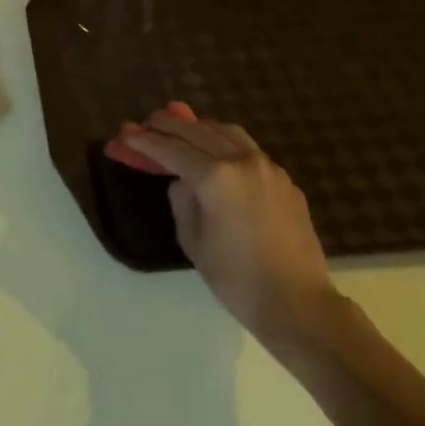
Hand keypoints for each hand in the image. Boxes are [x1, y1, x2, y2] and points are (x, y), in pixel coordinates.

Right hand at [118, 107, 334, 333]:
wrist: (297, 303)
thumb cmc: (236, 279)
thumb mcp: (193, 241)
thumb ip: (182, 201)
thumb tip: (183, 181)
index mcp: (215, 178)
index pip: (171, 150)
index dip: (146, 142)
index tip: (127, 134)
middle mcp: (242, 161)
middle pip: (198, 131)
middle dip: (169, 125)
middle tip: (148, 122)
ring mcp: (268, 167)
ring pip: (227, 132)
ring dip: (200, 127)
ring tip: (182, 128)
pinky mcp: (285, 180)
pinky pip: (249, 150)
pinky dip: (226, 144)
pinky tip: (218, 155)